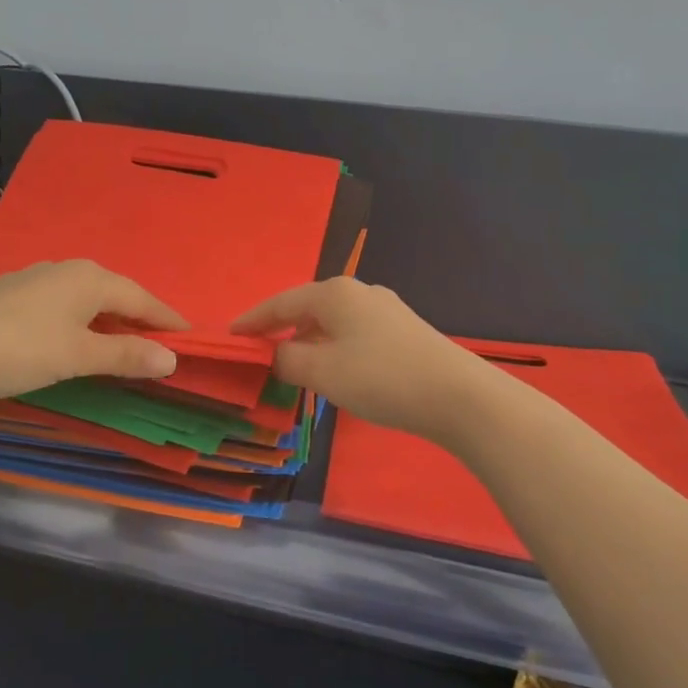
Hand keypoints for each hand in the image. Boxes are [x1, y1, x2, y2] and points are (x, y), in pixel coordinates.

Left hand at [0, 260, 188, 404]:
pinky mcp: (7, 293)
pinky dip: (77, 318)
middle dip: (136, 315)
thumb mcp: (80, 355)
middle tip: (156, 338)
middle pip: (113, 292)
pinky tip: (69, 333)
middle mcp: (65, 269)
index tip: (188, 335)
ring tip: (117, 337)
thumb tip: (171, 358)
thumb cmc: (23, 349)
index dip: (165, 318)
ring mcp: (32, 278)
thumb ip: (126, 355)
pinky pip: (58, 302)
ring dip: (105, 316)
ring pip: (83, 296)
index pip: (141, 298)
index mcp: (90, 279)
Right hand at [231, 277, 493, 442]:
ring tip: (293, 367)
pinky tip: (335, 371)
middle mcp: (359, 292)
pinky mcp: (403, 331)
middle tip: (258, 353)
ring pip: (332, 323)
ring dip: (309, 343)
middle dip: (281, 330)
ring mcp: (385, 310)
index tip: (230, 335)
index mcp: (334, 292)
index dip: (253, 320)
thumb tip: (275, 354)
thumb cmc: (380, 377)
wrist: (457, 395)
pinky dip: (333, 349)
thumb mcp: (322, 371)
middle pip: (307, 309)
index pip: (280, 303)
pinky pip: (353, 335)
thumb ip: (287, 360)